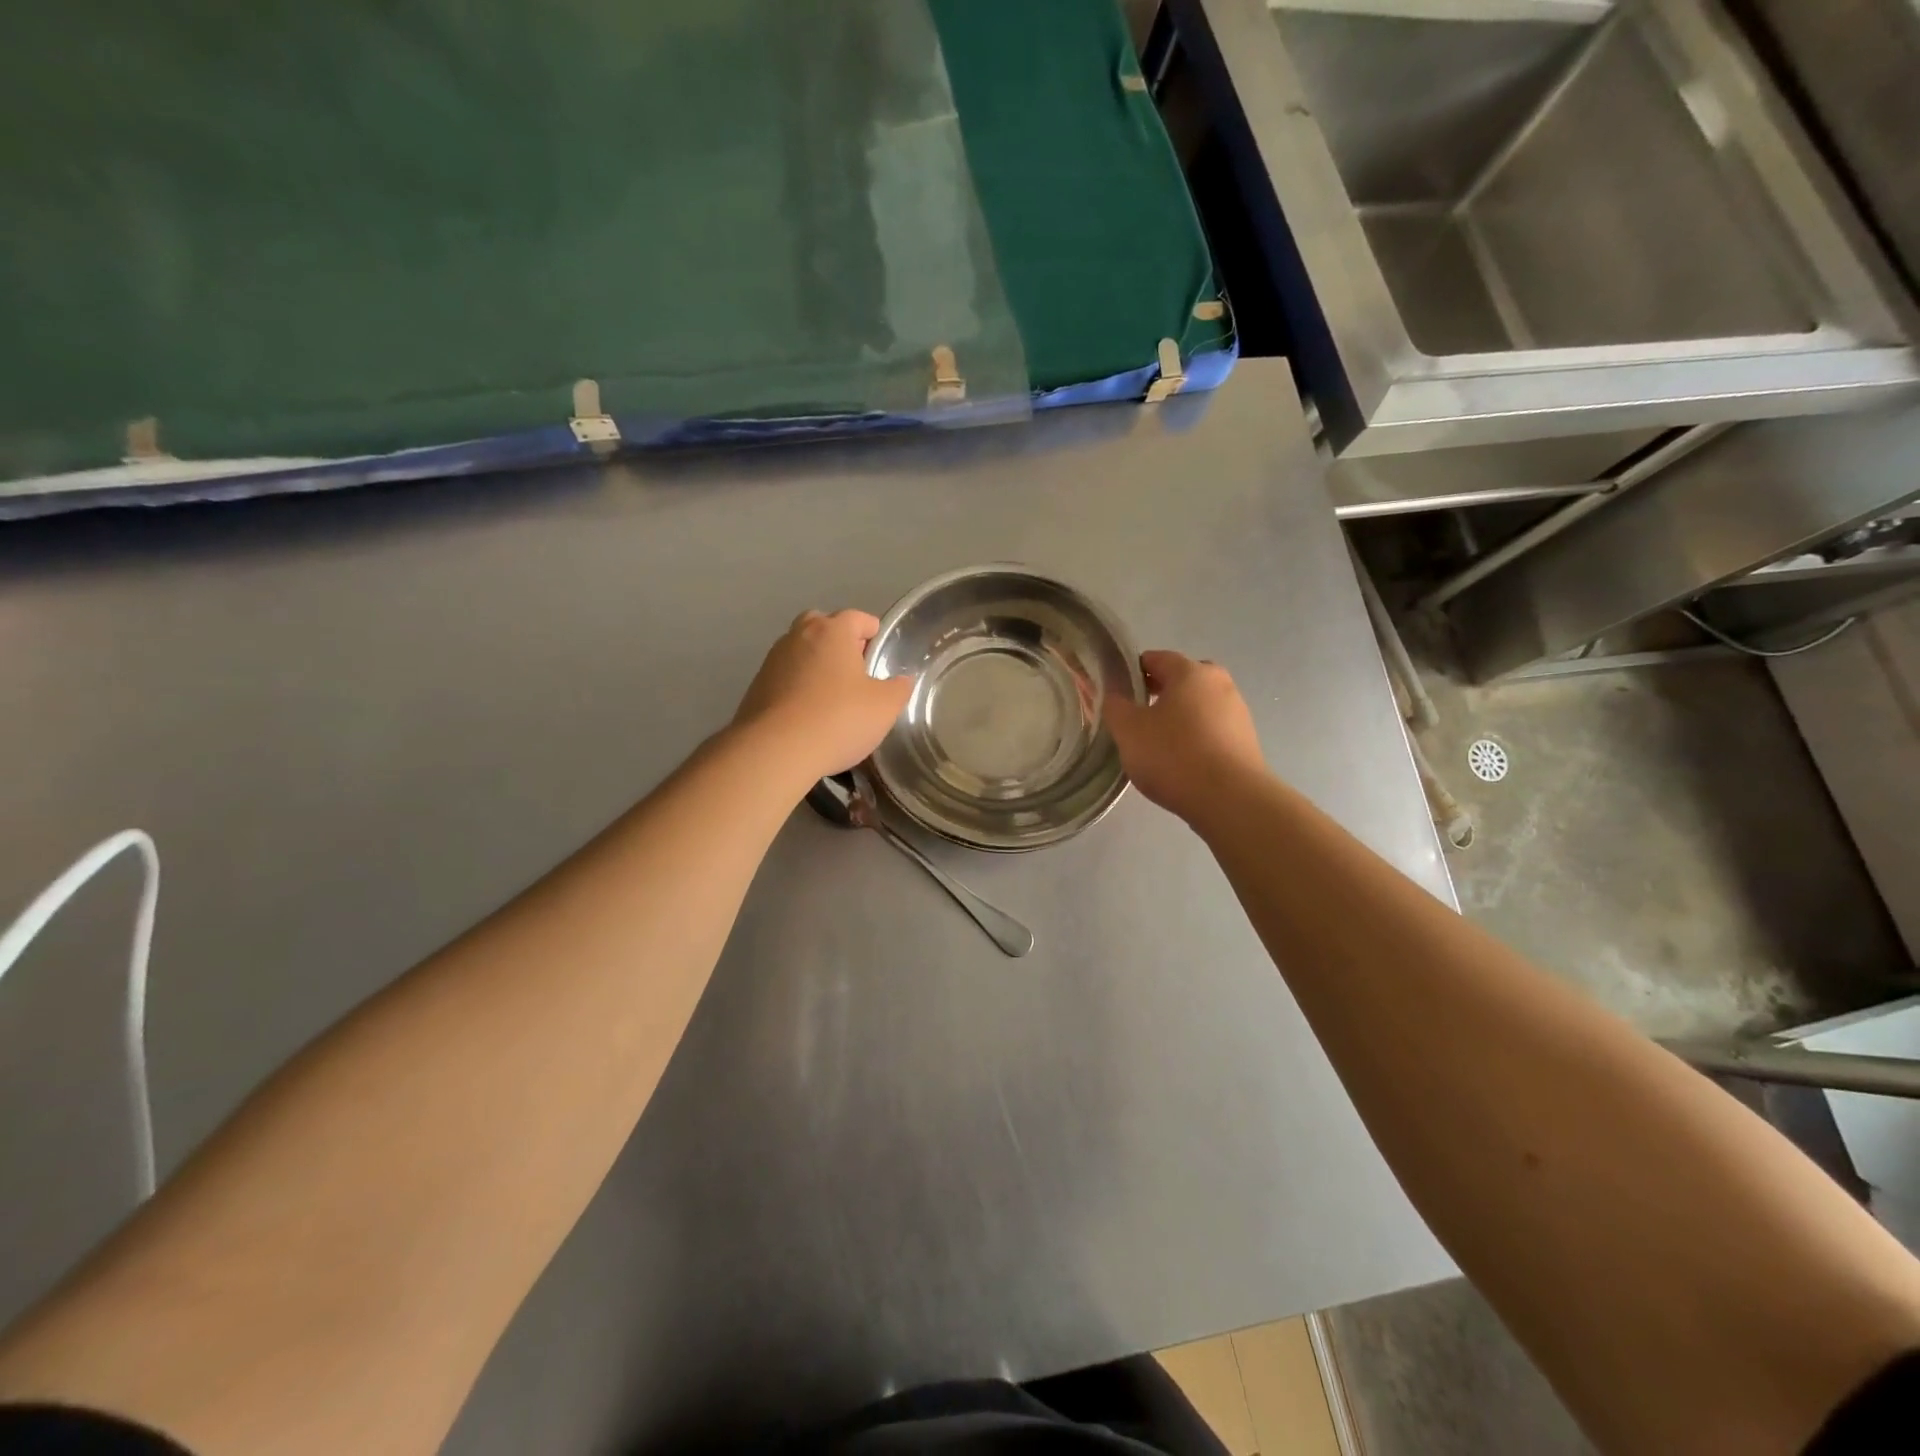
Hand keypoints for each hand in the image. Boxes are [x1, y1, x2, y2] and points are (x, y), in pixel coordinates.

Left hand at [733, 610, 913, 785]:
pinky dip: (798, 686)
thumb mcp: (884, 707)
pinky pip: (785, 677)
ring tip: (832, 694)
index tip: (879, 650)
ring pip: (800, 651)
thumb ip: (898, 688)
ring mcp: (773, 660)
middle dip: (839, 641)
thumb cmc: (838, 719)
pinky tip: (808, 713)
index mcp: (832, 632)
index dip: (871, 631)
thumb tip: (902, 680)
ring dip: (816, 664)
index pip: (856, 617)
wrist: (775, 750)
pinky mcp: (756, 687)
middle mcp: (799, 636)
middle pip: (822, 626)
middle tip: (855, 668)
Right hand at [1105, 650, 1265, 825]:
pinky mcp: (1246, 740)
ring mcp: (1237, 711)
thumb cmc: (1174, 756)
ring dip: (1177, 718)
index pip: (1155, 658)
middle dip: (1156, 694)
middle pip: (1180, 681)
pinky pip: (1211, 729)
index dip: (1130, 673)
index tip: (1116, 695)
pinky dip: (1194, 737)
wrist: (1230, 800)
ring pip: (1197, 706)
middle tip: (1135, 720)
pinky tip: (1181, 762)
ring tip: (1156, 745)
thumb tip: (1114, 694)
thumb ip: (1115, 706)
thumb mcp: (1128, 730)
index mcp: (1191, 671)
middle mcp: (1219, 683)